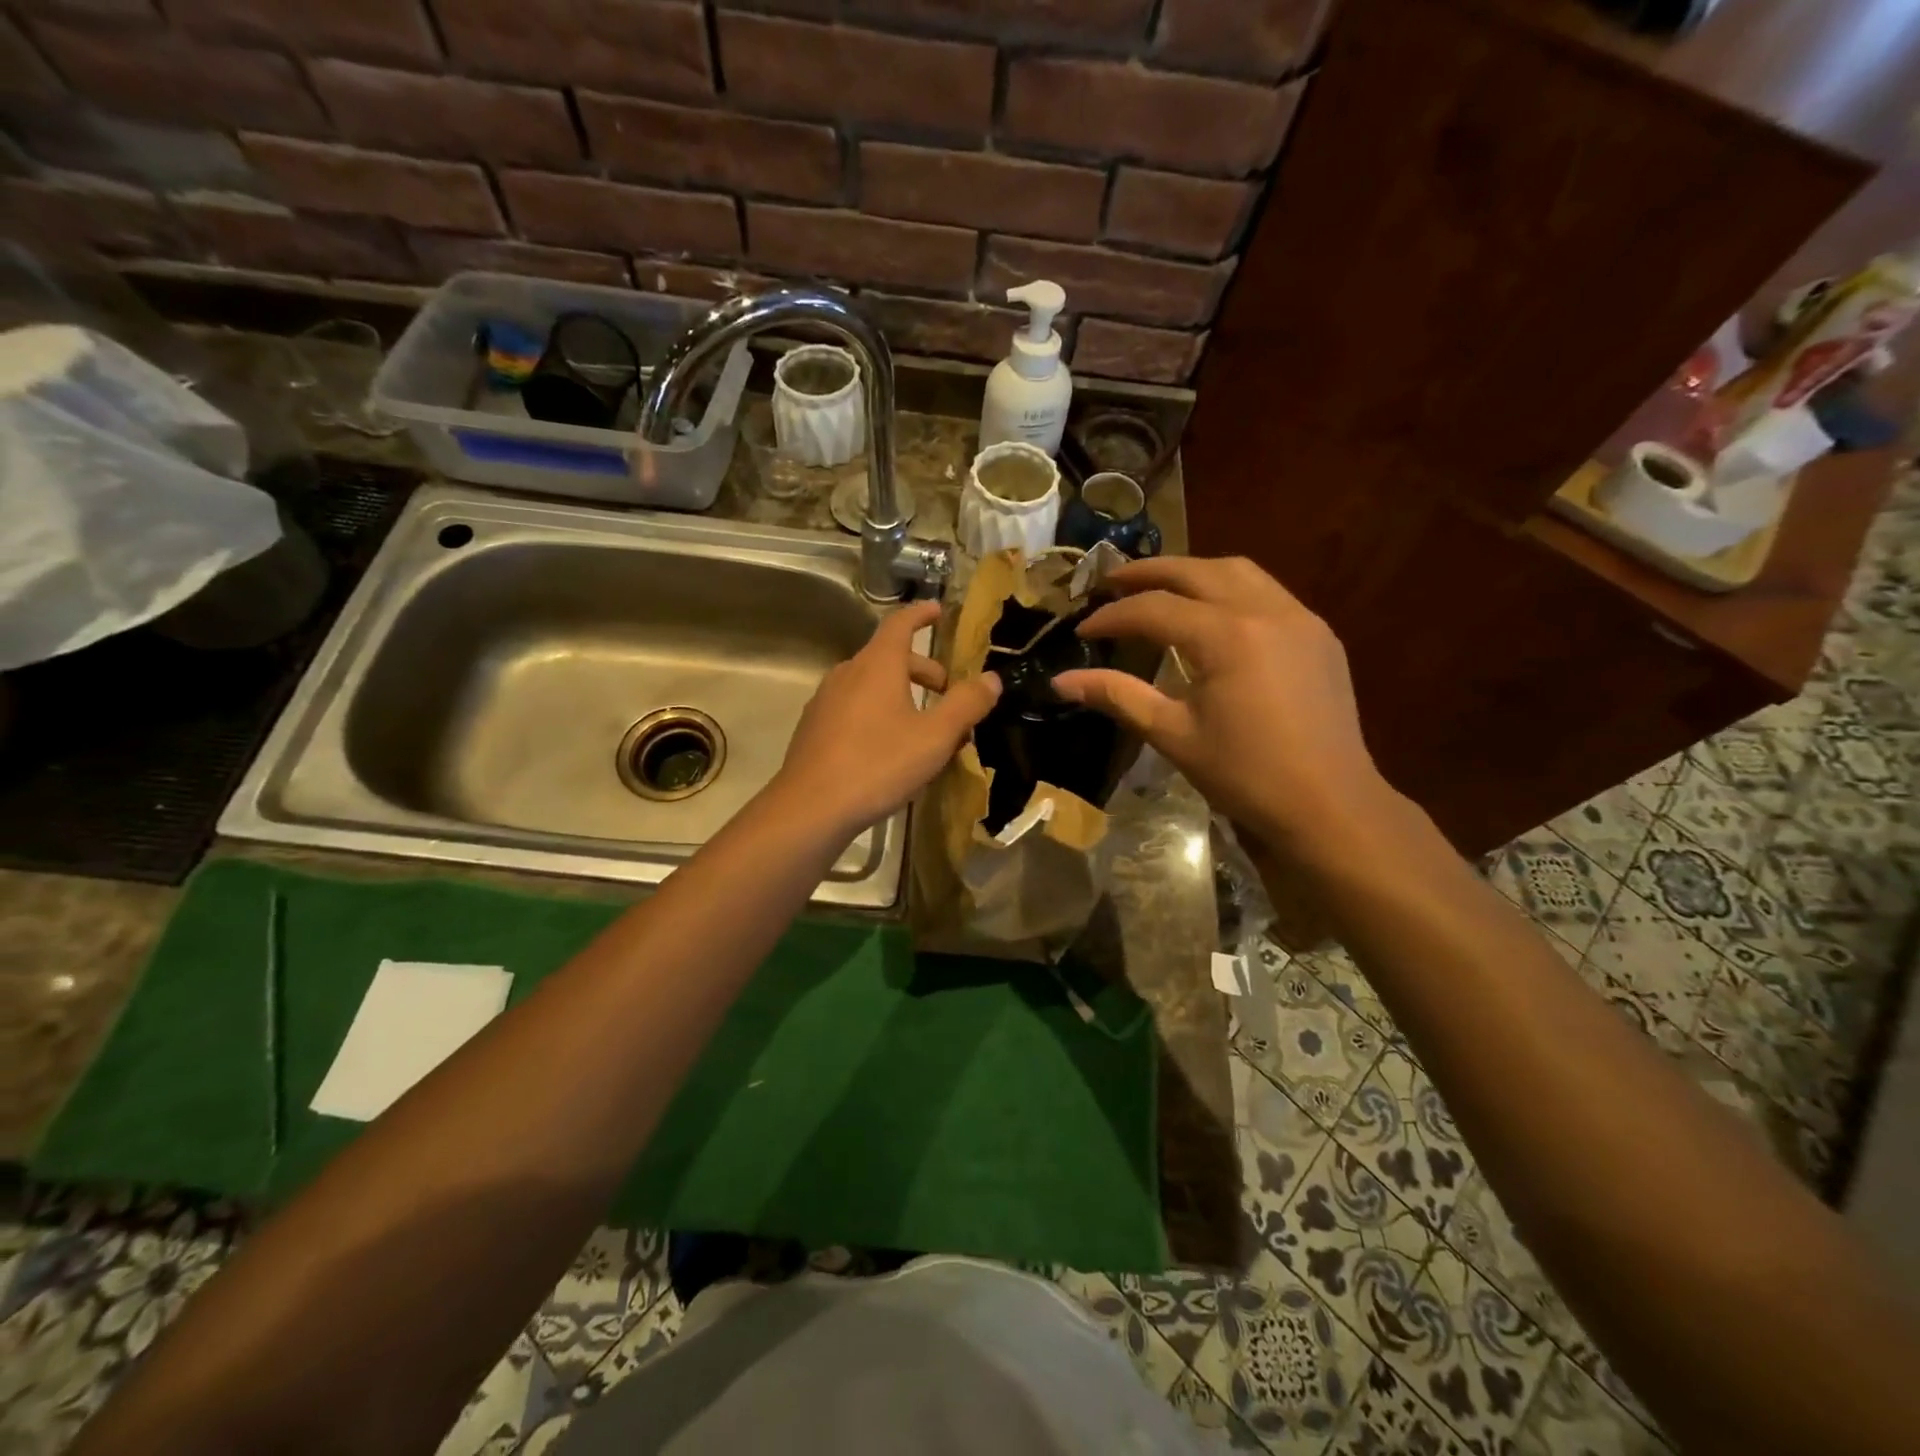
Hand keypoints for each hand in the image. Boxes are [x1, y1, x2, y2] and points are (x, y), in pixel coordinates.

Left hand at [771, 600, 1000, 835]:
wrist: (810, 809)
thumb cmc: (878, 764)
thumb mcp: (935, 737)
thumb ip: (967, 704)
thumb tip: (991, 679)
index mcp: (877, 665)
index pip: (900, 624)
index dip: (921, 614)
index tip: (938, 610)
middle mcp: (847, 674)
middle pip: (889, 658)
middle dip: (923, 671)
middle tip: (948, 693)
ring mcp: (826, 702)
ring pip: (872, 687)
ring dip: (903, 697)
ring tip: (926, 729)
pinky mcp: (815, 729)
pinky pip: (855, 709)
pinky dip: (880, 715)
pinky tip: (891, 751)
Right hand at [1051, 556, 1387, 849]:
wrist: (1330, 804)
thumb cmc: (1245, 774)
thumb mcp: (1173, 735)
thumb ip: (1118, 696)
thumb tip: (1060, 682)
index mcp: (1226, 636)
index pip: (1154, 609)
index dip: (1112, 616)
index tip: (1081, 629)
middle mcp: (1265, 610)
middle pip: (1196, 571)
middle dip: (1148, 573)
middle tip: (1109, 582)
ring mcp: (1299, 618)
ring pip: (1238, 571)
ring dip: (1192, 571)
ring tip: (1159, 587)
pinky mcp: (1318, 635)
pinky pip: (1267, 592)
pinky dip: (1229, 589)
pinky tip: (1213, 614)